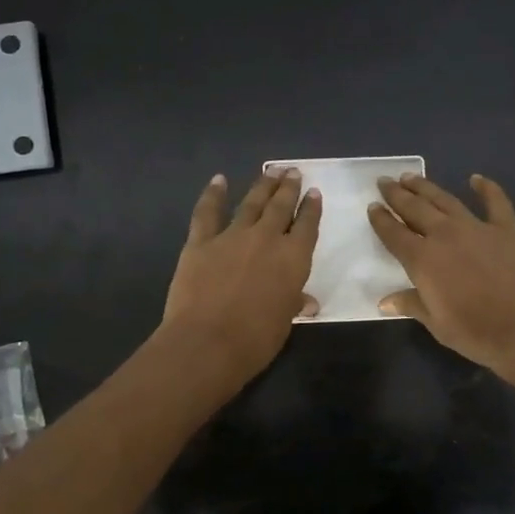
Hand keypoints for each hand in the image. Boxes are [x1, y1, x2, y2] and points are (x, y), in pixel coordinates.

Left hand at [162, 169, 321, 384]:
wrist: (208, 342)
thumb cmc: (256, 339)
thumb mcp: (284, 322)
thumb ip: (293, 303)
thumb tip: (307, 302)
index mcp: (293, 258)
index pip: (307, 226)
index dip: (311, 209)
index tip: (313, 192)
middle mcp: (266, 239)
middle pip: (280, 206)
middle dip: (289, 188)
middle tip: (293, 172)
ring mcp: (232, 236)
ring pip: (251, 203)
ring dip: (263, 185)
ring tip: (272, 171)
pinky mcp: (201, 242)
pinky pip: (207, 212)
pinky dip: (213, 194)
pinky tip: (219, 180)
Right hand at [368, 172, 514, 381]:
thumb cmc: (477, 333)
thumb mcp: (437, 324)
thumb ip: (412, 305)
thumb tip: (385, 301)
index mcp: (423, 259)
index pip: (394, 234)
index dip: (381, 220)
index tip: (372, 206)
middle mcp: (445, 235)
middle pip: (415, 208)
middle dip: (397, 194)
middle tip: (385, 181)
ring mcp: (477, 228)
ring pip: (446, 200)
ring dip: (426, 187)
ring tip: (411, 176)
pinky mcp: (507, 229)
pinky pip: (495, 202)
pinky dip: (486, 188)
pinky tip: (477, 179)